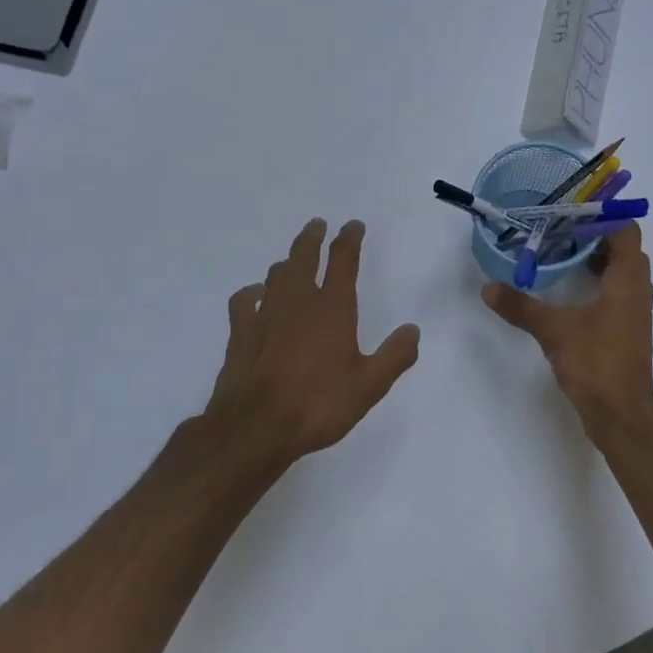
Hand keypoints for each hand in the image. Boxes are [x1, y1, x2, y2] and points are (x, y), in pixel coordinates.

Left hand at [203, 219, 420, 473]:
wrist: (256, 427)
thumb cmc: (319, 404)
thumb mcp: (370, 386)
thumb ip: (395, 355)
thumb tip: (412, 330)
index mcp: (333, 307)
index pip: (343, 260)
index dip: (349, 239)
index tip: (353, 226)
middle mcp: (298, 300)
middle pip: (304, 255)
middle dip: (313, 237)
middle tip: (318, 225)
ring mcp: (265, 313)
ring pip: (276, 275)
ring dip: (288, 262)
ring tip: (294, 260)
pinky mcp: (240, 332)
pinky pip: (244, 300)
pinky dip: (253, 292)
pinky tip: (256, 296)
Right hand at [482, 223, 652, 437]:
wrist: (621, 413)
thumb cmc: (595, 363)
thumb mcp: (553, 331)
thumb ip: (521, 306)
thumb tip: (488, 288)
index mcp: (627, 280)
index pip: (626, 230)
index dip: (601, 217)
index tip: (568, 215)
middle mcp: (637, 290)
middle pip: (624, 248)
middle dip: (594, 236)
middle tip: (558, 232)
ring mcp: (634, 311)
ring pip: (621, 271)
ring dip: (596, 260)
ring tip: (560, 255)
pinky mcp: (627, 329)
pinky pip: (617, 292)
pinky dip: (597, 282)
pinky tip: (568, 291)